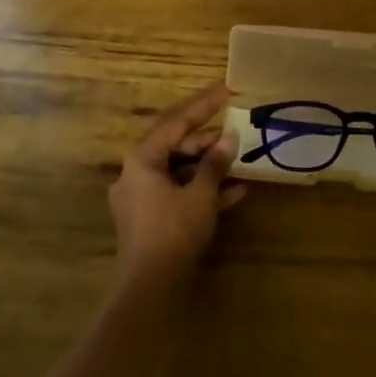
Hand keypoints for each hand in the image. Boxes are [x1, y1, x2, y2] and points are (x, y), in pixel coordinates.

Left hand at [107, 81, 244, 285]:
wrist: (149, 286)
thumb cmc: (173, 231)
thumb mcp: (200, 194)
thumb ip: (215, 163)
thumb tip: (230, 138)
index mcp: (142, 159)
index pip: (176, 123)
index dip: (203, 106)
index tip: (225, 91)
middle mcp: (136, 173)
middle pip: (176, 147)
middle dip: (208, 142)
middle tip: (236, 135)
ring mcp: (141, 198)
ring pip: (179, 172)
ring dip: (209, 168)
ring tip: (239, 162)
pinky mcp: (150, 220)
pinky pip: (178, 195)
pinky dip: (201, 191)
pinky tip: (234, 193)